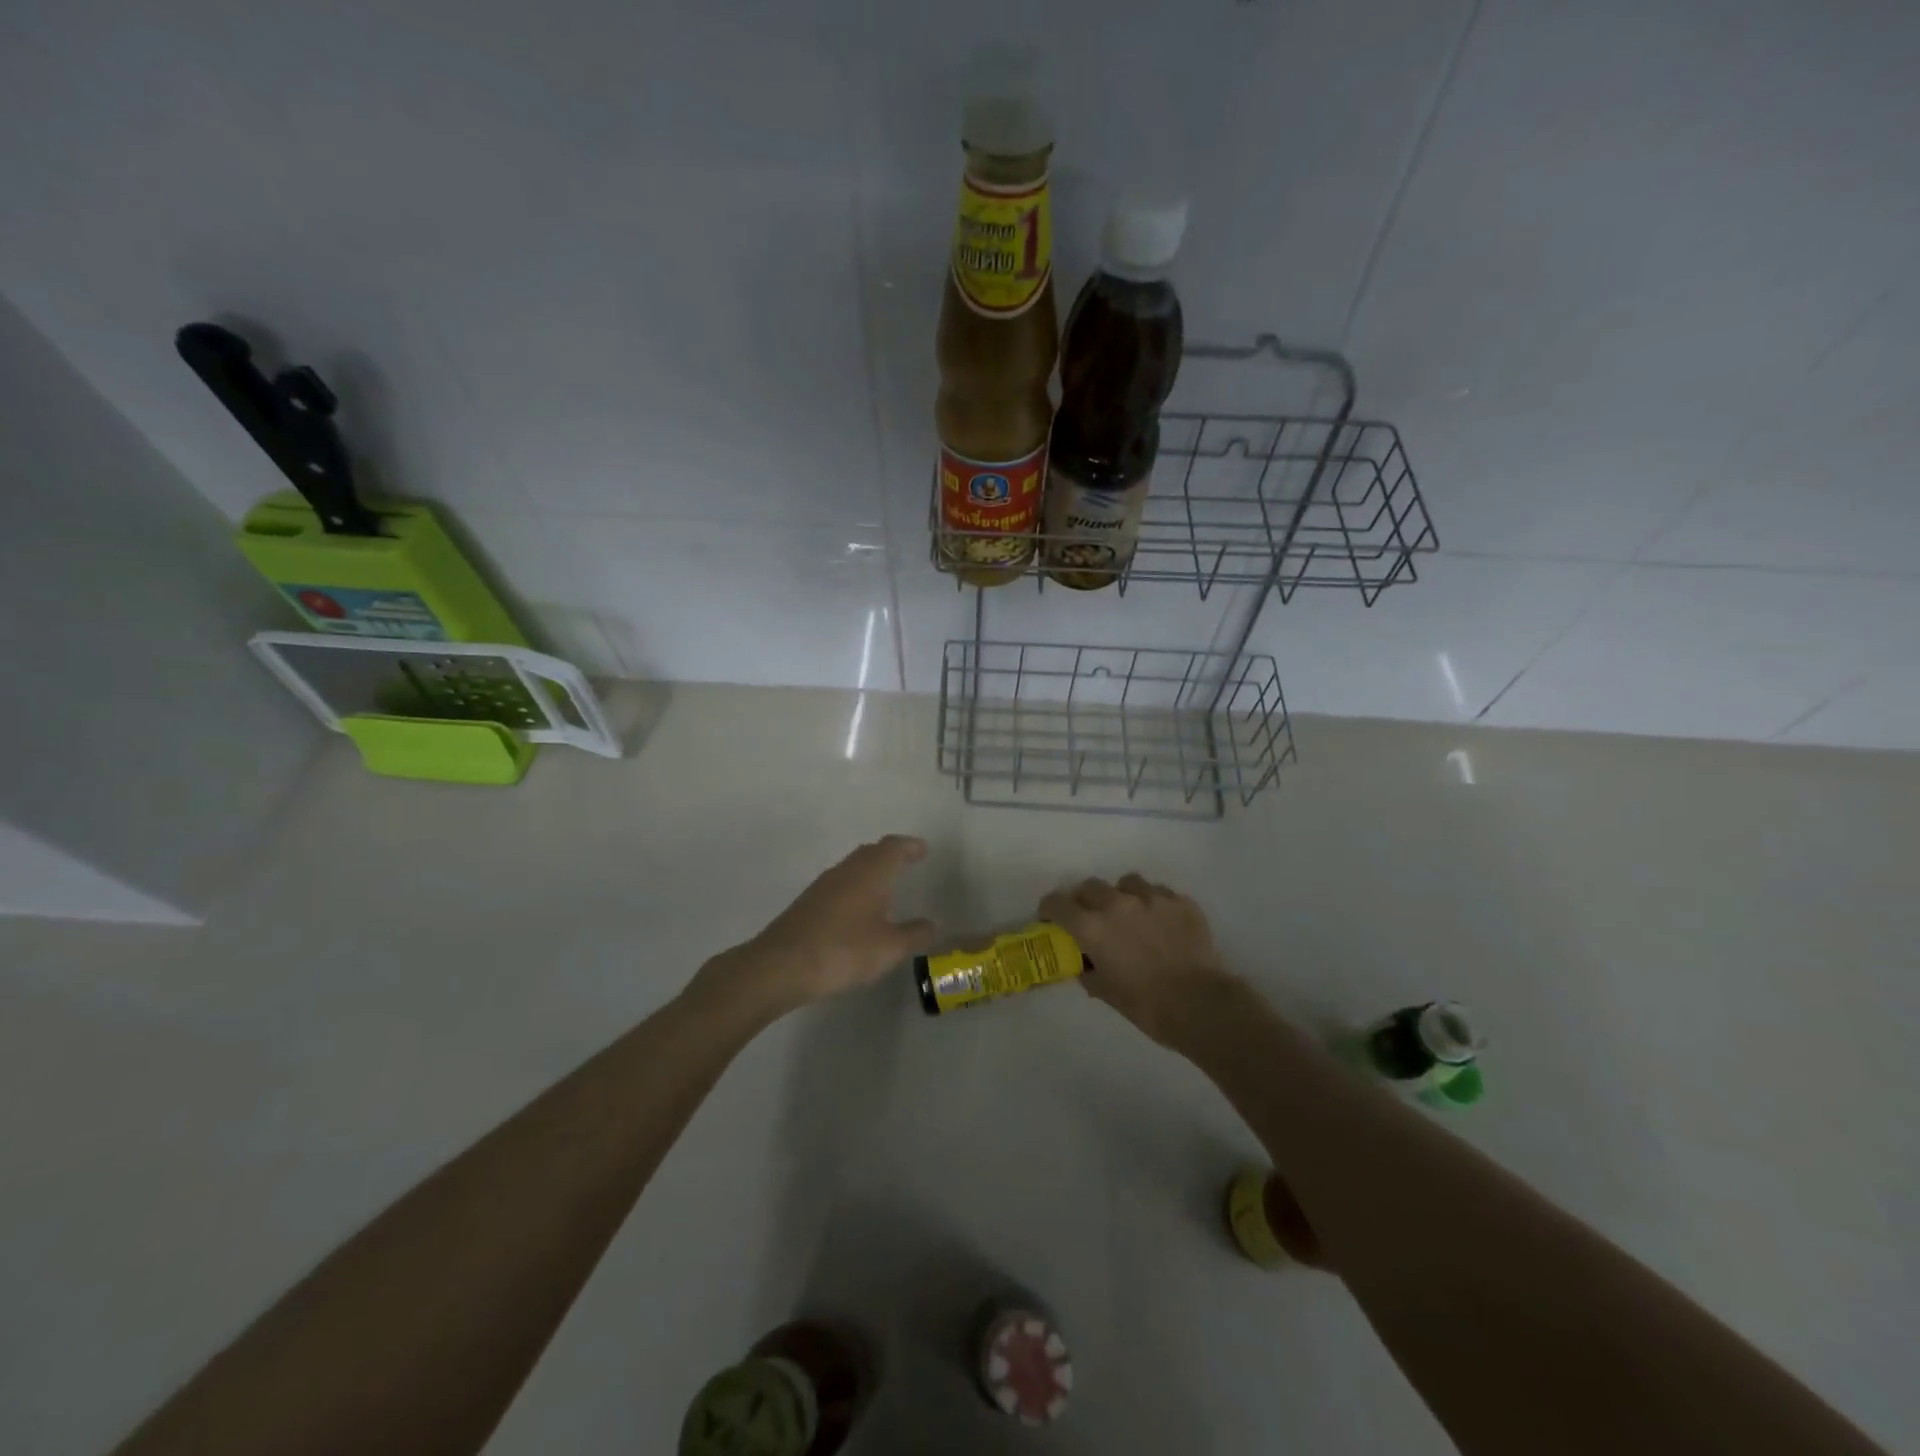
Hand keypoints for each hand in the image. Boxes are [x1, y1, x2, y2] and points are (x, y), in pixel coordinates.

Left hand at [701, 836, 936, 1018]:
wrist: (781, 965)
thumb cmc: (844, 950)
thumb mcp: (889, 948)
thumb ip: (914, 934)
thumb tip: (931, 925)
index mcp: (871, 872)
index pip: (893, 847)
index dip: (909, 846)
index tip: (922, 850)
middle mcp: (847, 870)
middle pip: (871, 852)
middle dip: (889, 855)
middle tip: (905, 862)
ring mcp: (823, 885)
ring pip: (852, 867)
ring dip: (870, 871)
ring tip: (884, 887)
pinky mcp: (807, 903)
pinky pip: (838, 885)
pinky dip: (854, 889)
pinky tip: (856, 911)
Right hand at [1038, 874, 1230, 1045]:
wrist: (1200, 1004)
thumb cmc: (1146, 1005)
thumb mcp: (1106, 992)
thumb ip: (1089, 971)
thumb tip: (1085, 964)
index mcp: (1092, 926)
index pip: (1058, 903)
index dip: (1050, 908)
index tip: (1050, 916)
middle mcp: (1117, 903)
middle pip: (1090, 886)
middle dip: (1085, 899)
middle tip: (1090, 916)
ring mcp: (1151, 897)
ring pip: (1127, 883)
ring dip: (1121, 895)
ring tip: (1130, 914)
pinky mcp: (1179, 901)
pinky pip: (1158, 893)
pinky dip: (1152, 903)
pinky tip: (1160, 922)